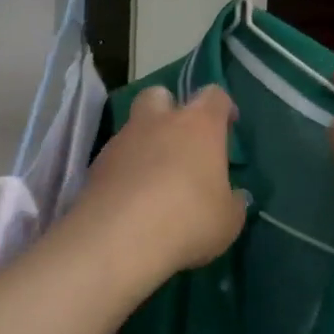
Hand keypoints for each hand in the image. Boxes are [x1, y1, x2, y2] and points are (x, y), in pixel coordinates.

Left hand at [75, 84, 244, 279]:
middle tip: (180, 140)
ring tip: (154, 179)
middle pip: (160, 95)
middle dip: (169, 109)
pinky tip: (132, 198)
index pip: (214, 96)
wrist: (119, 238)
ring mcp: (122, 140)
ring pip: (134, 127)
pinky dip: (124, 170)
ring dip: (145, 143)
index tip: (228, 125)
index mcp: (198, 125)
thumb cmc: (188, 220)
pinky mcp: (96, 165)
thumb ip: (233, 203)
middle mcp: (158, 122)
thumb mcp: (228, 221)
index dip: (222, 107)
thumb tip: (236, 196)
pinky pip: (115, 157)